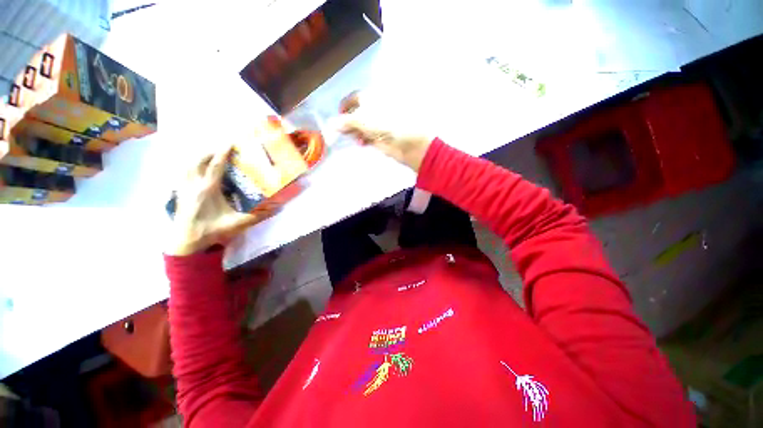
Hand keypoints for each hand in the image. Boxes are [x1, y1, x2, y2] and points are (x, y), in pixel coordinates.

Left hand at [167, 146, 262, 255]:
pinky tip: (197, 169)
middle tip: (222, 148)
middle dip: (210, 151)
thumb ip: (258, 216)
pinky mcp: (179, 193)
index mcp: (208, 190)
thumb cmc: (211, 231)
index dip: (222, 153)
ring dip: (199, 157)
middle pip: (198, 160)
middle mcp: (193, 185)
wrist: (186, 242)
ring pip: (188, 165)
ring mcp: (184, 188)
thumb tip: (277, 209)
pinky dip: (191, 166)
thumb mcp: (237, 224)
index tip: (229, 142)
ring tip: (210, 155)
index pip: (215, 166)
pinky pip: (183, 172)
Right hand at [334, 91, 433, 171]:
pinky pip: (366, 137)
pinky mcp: (380, 138)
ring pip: (360, 127)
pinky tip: (361, 143)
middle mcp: (375, 110)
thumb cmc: (387, 124)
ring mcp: (378, 125)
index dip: (345, 105)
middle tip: (342, 131)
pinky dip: (362, 140)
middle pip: (356, 113)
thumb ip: (347, 121)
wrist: (409, 143)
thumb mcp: (364, 119)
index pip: (355, 98)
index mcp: (373, 98)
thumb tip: (331, 124)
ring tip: (352, 137)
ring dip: (354, 132)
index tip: (338, 115)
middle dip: (348, 121)